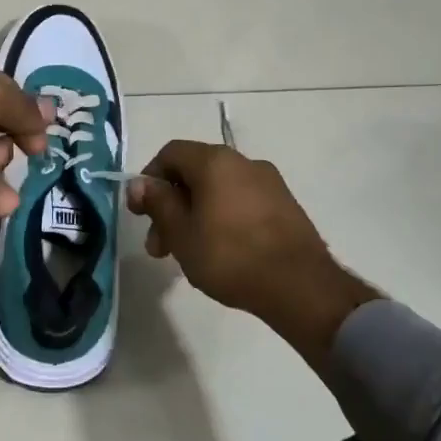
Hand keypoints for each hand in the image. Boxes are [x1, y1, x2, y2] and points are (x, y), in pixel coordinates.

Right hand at [128, 140, 379, 363]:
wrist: (300, 286)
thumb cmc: (229, 256)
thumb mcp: (181, 233)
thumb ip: (158, 203)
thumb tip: (140, 183)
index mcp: (215, 161)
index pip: (171, 154)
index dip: (149, 179)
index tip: (140, 213)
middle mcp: (243, 162)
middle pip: (194, 173)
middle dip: (171, 206)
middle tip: (160, 246)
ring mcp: (269, 183)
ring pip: (218, 190)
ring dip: (194, 215)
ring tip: (187, 254)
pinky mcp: (285, 205)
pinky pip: (241, 202)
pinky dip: (221, 219)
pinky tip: (219, 252)